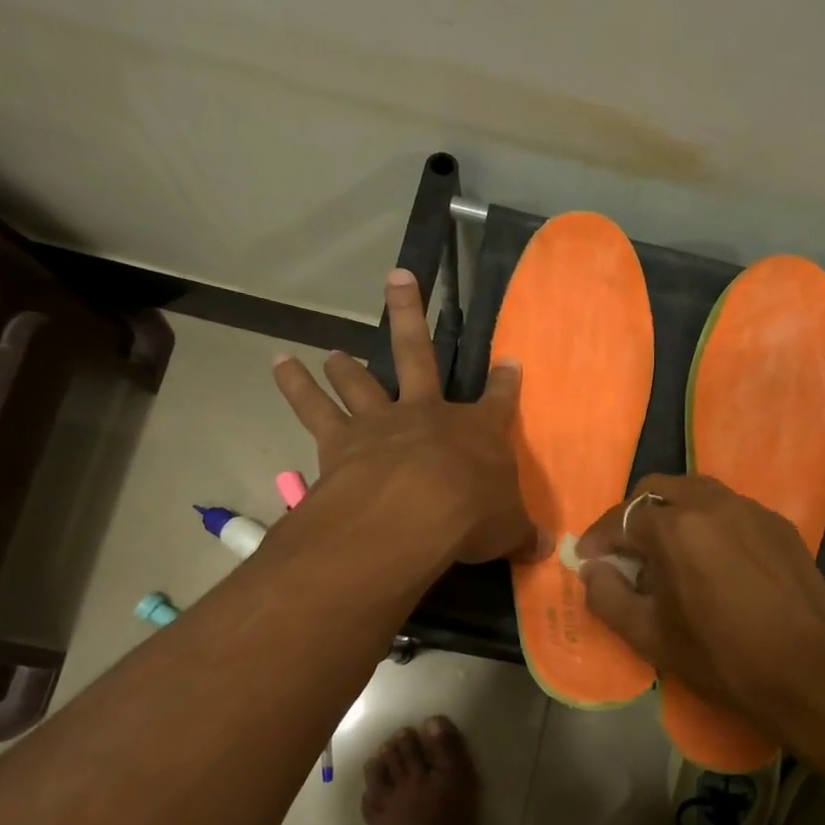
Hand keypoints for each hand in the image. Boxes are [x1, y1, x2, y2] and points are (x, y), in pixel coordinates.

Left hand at [274, 269, 539, 564]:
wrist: (413, 514)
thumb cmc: (471, 515)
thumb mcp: (510, 530)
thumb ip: (522, 533)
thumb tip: (544, 547)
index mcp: (477, 432)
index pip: (499, 401)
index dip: (507, 381)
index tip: (510, 361)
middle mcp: (428, 414)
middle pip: (418, 354)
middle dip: (409, 315)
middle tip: (397, 278)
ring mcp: (382, 422)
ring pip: (360, 382)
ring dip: (346, 366)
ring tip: (333, 352)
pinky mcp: (341, 440)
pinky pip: (314, 408)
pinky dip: (295, 386)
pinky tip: (279, 364)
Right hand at [576, 474, 824, 732]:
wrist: (809, 672)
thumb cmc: (721, 657)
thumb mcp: (650, 637)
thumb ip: (608, 597)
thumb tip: (592, 570)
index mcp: (675, 528)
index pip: (620, 517)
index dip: (597, 539)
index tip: (587, 560)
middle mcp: (712, 504)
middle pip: (657, 489)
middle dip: (632, 515)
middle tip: (626, 551)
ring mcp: (751, 509)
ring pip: (697, 492)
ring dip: (671, 512)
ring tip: (669, 551)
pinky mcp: (778, 524)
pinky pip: (731, 509)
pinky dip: (709, 523)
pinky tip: (714, 559)